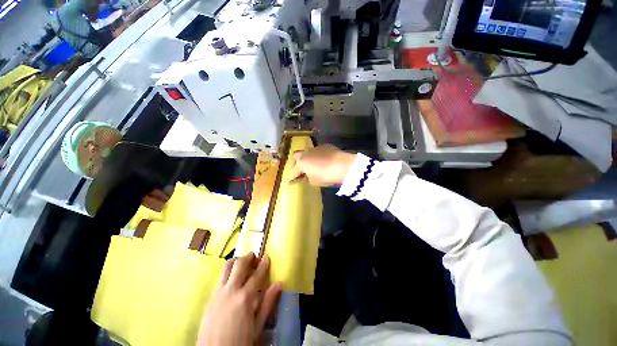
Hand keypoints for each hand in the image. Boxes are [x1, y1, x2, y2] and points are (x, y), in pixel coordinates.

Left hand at [197, 253, 281, 345]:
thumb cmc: (240, 341)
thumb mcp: (257, 325)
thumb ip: (268, 303)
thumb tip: (279, 283)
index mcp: (245, 297)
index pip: (256, 275)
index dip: (263, 264)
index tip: (267, 257)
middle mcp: (230, 291)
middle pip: (239, 265)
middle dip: (247, 257)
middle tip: (253, 255)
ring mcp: (218, 294)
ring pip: (226, 268)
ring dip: (235, 262)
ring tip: (241, 262)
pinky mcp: (209, 299)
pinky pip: (219, 279)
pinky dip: (226, 272)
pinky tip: (230, 277)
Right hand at [289, 145, 356, 186]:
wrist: (343, 165)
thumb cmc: (326, 176)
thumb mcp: (315, 182)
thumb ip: (308, 178)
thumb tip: (308, 175)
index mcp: (302, 163)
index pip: (293, 171)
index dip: (291, 177)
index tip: (290, 181)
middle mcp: (306, 153)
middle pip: (296, 156)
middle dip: (297, 162)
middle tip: (301, 170)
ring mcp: (316, 148)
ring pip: (308, 152)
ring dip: (308, 158)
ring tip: (314, 165)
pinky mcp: (325, 146)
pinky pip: (318, 151)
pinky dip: (318, 156)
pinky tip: (324, 160)